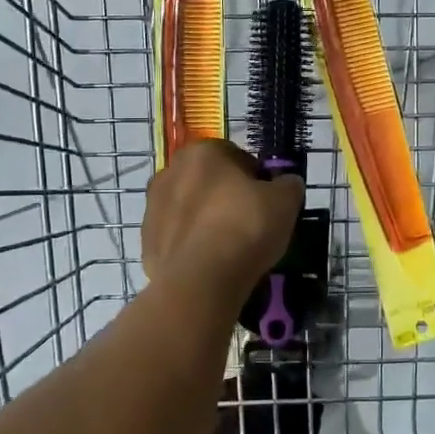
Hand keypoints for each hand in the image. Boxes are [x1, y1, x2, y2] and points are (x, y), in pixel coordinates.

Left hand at [142, 139, 303, 302]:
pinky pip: (178, 238)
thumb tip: (286, 184)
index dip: (256, 179)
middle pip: (209, 182)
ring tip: (231, 249)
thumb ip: (288, 185)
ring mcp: (152, 208)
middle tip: (250, 225)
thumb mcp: (285, 202)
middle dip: (227, 198)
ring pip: (190, 210)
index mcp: (202, 152)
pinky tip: (211, 264)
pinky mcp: (146, 242)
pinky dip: (193, 246)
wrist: (201, 281)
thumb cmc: (245, 228)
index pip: (237, 157)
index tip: (267, 203)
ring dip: (207, 221)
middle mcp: (170, 172)